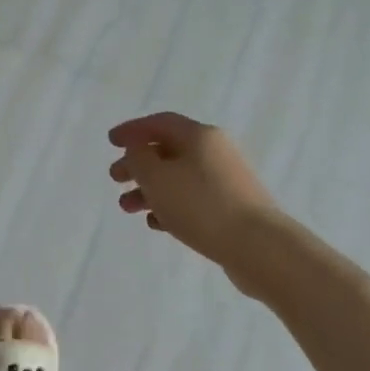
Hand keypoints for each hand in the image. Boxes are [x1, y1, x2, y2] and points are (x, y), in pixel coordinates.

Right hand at [108, 113, 284, 294]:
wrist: (259, 247)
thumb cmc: (201, 205)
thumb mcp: (157, 177)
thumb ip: (139, 158)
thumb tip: (138, 150)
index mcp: (200, 136)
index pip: (160, 123)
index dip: (132, 130)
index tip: (110, 141)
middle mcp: (216, 151)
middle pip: (168, 151)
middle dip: (138, 164)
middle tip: (115, 178)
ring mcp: (227, 180)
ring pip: (179, 178)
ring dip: (150, 189)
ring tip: (128, 208)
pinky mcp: (232, 207)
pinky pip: (193, 199)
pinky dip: (171, 206)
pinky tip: (156, 223)